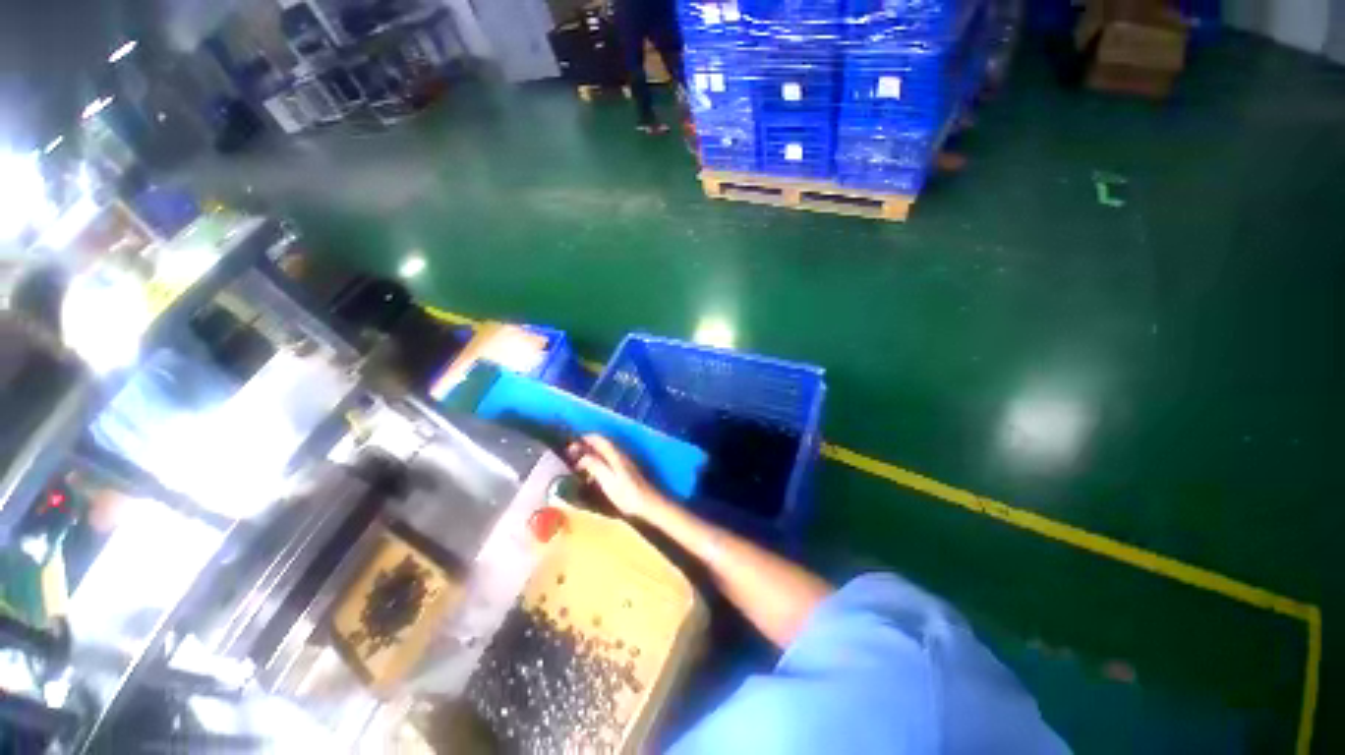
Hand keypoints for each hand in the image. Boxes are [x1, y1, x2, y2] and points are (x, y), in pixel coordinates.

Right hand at [566, 434, 665, 519]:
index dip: (586, 439)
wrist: (649, 505)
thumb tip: (583, 456)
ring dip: (591, 456)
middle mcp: (620, 456)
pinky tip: (592, 477)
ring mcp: (624, 464)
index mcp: (616, 456)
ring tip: (578, 465)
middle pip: (602, 446)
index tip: (572, 443)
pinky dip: (598, 464)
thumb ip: (596, 466)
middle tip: (572, 454)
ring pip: (605, 454)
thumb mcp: (608, 482)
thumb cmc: (628, 495)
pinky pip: (608, 462)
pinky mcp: (626, 472)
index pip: (600, 440)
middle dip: (587, 447)